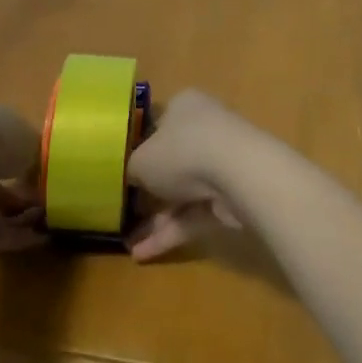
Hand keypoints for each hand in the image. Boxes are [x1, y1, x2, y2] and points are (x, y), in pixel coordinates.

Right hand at [125, 89, 260, 261]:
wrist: (238, 174)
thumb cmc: (181, 151)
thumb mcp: (140, 160)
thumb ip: (132, 169)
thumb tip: (132, 177)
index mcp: (183, 107)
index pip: (158, 125)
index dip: (140, 148)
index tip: (124, 172)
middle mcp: (204, 130)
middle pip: (172, 162)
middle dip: (149, 191)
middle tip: (125, 212)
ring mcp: (221, 164)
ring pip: (183, 193)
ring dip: (158, 219)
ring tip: (128, 245)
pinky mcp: (231, 196)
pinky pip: (195, 214)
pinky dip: (172, 232)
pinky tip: (143, 255)